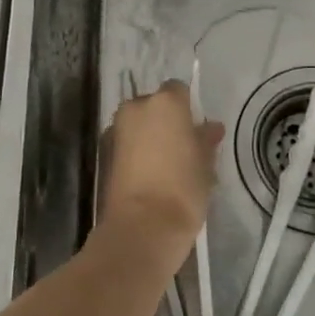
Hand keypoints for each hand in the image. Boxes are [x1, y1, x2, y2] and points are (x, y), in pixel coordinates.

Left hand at [102, 79, 221, 259]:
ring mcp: (116, 129)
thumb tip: (211, 127)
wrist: (141, 226)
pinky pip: (125, 143)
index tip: (196, 130)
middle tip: (182, 148)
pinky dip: (135, 152)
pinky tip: (148, 176)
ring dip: (149, 136)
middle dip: (165, 121)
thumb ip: (206, 139)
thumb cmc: (183, 188)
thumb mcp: (205, 164)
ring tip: (165, 166)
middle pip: (154, 105)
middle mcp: (136, 107)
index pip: (178, 89)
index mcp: (165, 102)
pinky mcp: (103, 152)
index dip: (187, 108)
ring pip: (137, 124)